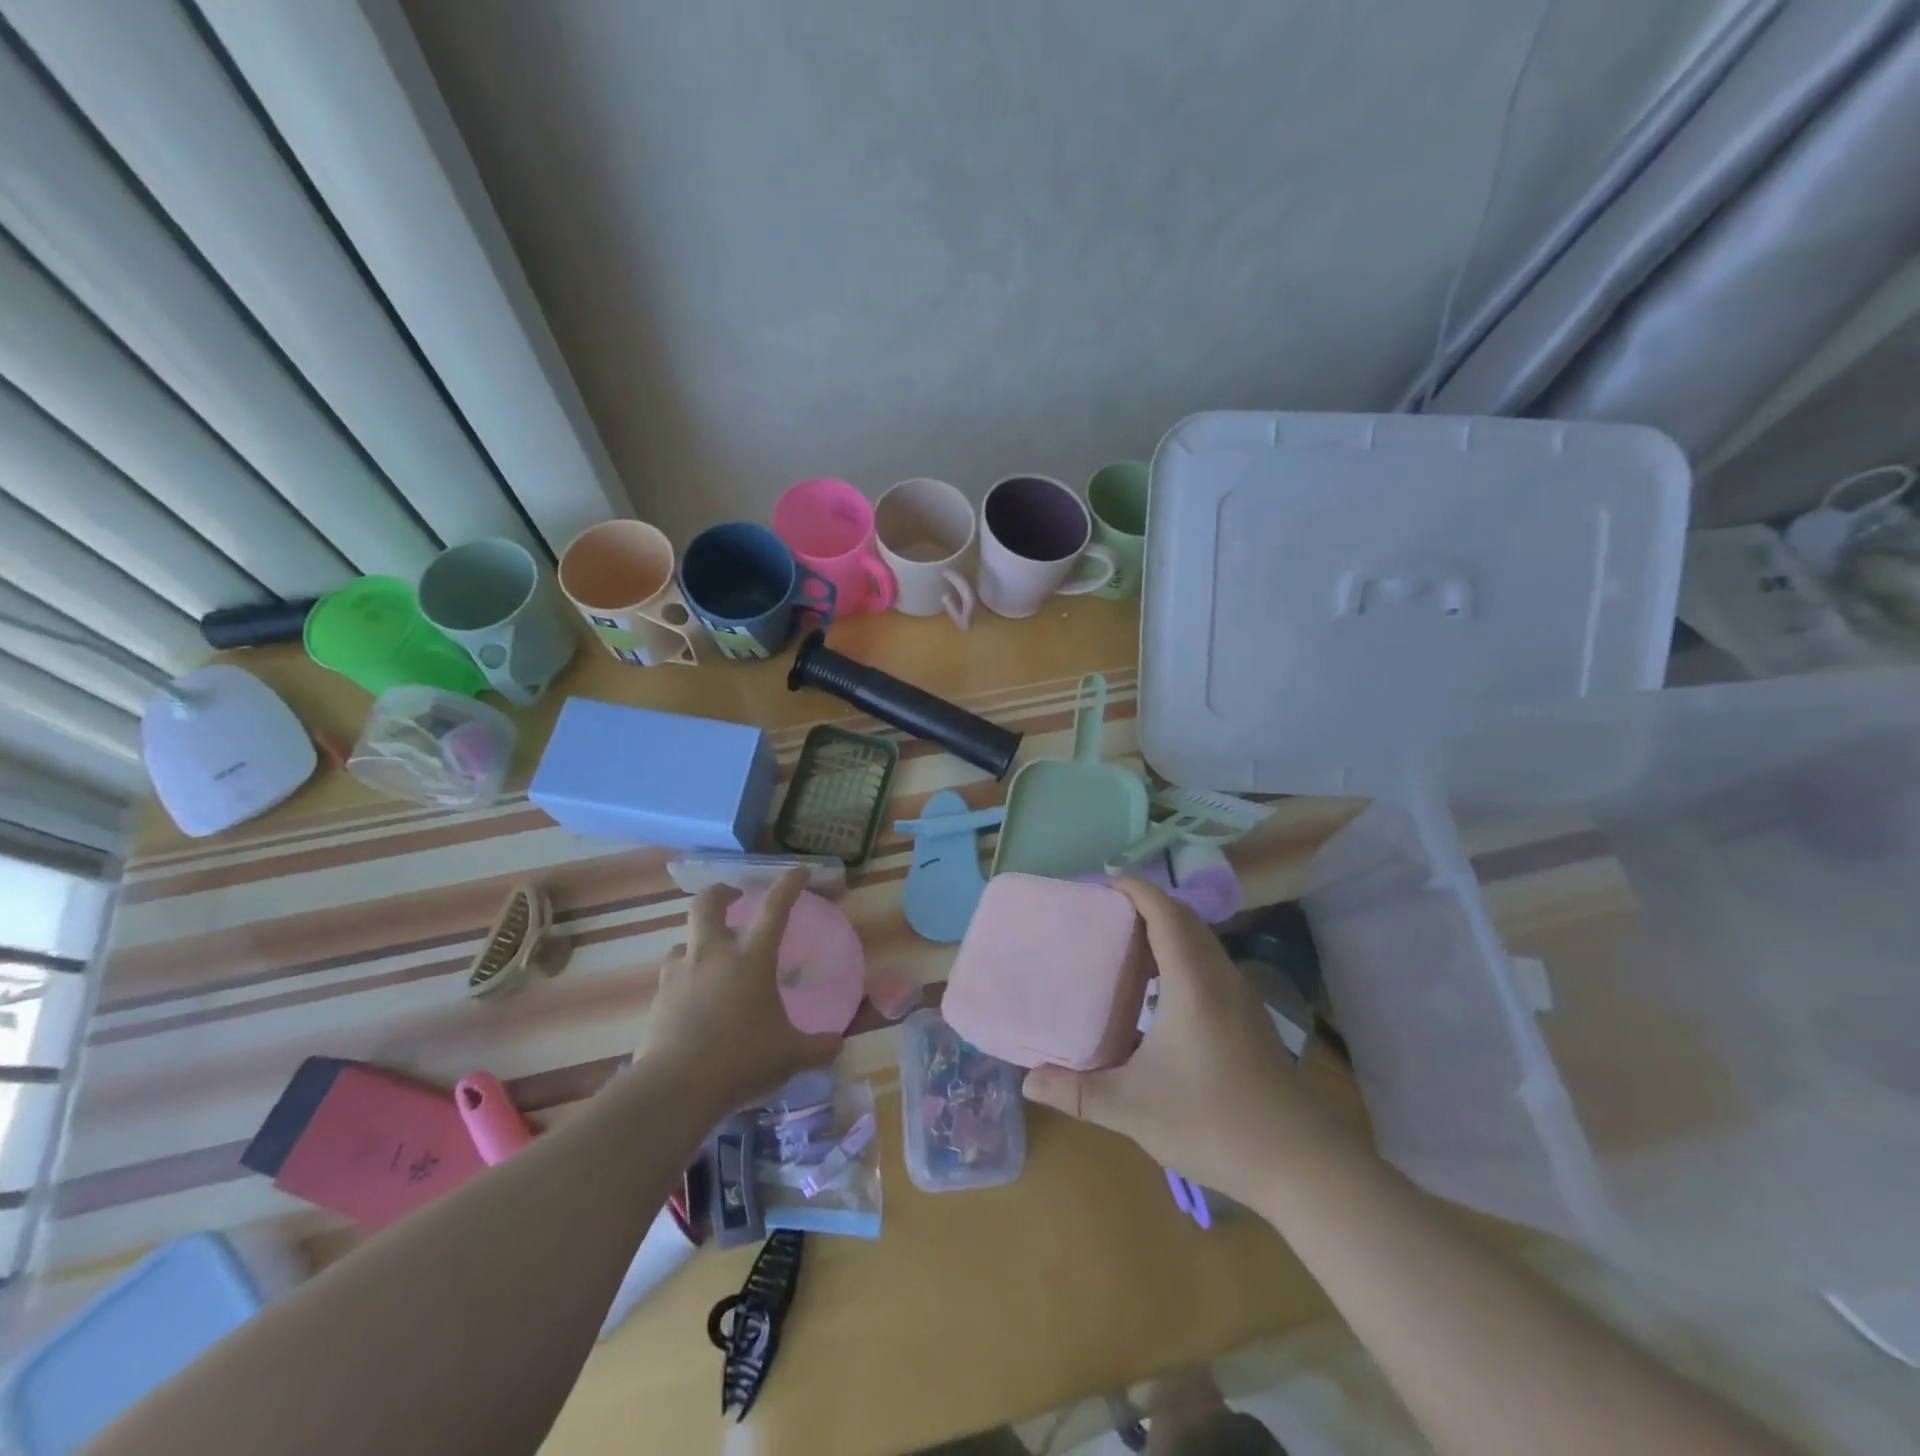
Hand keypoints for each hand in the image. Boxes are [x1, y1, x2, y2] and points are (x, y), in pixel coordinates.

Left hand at [639, 869, 841, 1112]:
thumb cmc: (741, 1061)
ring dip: (697, 944)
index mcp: (751, 959)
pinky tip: (693, 1003)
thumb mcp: (790, 1056)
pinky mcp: (657, 1001)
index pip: (774, 908)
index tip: (798, 871)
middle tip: (732, 896)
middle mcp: (713, 956)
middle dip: (720, 893)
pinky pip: (671, 979)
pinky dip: (684, 981)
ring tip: (709, 960)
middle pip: (707, 904)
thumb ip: (817, 1047)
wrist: (674, 1089)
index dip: (788, 885)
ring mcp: (680, 976)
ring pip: (683, 942)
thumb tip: (838, 1045)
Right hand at [1022, 877, 1334, 1205]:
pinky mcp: (1249, 1019)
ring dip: (1165, 932)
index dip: (1134, 890)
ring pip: (1200, 943)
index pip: (1165, 911)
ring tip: (1123, 949)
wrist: (1302, 1164)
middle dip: (1144, 906)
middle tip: (1102, 916)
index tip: (1100, 886)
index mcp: (1192, 981)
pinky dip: (1180, 958)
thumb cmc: (1214, 1122)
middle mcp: (1219, 977)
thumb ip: (1078, 1092)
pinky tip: (1156, 997)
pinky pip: (1209, 966)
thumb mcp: (1134, 1108)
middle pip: (1183, 919)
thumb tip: (1029, 1080)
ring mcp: (1240, 997)